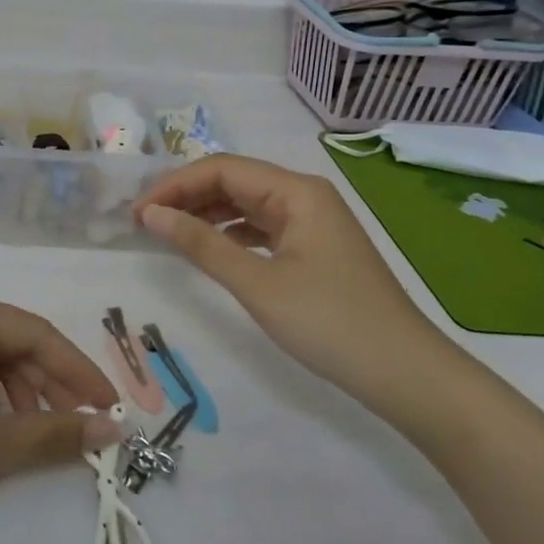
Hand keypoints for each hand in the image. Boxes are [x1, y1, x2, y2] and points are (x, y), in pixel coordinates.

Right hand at [133, 155, 459, 414]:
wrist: (405, 374)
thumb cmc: (330, 323)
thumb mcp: (258, 284)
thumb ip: (201, 244)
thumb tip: (151, 214)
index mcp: (296, 191)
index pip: (222, 169)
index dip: (174, 185)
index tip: (137, 212)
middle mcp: (304, 195)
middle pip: (233, 181)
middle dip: (186, 196)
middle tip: (143, 223)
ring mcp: (311, 222)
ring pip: (245, 204)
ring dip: (204, 214)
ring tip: (165, 233)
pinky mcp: (313, 248)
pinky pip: (260, 228)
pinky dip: (228, 234)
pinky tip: (206, 249)